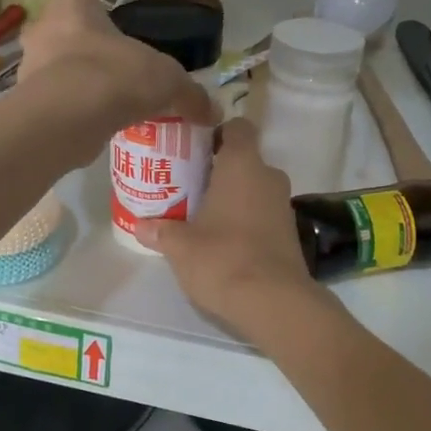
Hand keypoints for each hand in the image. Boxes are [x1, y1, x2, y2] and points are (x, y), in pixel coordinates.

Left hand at [18, 0, 215, 141]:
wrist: (67, 119)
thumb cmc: (115, 76)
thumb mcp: (167, 80)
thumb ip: (190, 93)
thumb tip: (214, 111)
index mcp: (71, 4)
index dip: (100, 16)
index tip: (119, 38)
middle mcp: (42, 28)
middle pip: (69, 36)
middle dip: (90, 54)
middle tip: (119, 75)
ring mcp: (28, 68)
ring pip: (59, 72)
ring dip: (80, 86)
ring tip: (110, 106)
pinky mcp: (26, 104)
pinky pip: (55, 104)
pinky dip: (72, 113)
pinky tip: (96, 128)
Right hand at [133, 119, 325, 338]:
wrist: (274, 302)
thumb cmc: (222, 258)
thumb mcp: (180, 246)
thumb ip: (161, 231)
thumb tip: (140, 226)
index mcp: (243, 165)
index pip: (238, 128)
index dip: (218, 133)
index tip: (195, 151)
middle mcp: (269, 177)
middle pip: (244, 161)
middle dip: (220, 172)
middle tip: (190, 188)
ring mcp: (284, 206)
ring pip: (255, 190)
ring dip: (234, 199)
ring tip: (203, 218)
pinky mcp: (291, 234)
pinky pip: (264, 215)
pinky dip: (247, 221)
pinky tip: (225, 242)